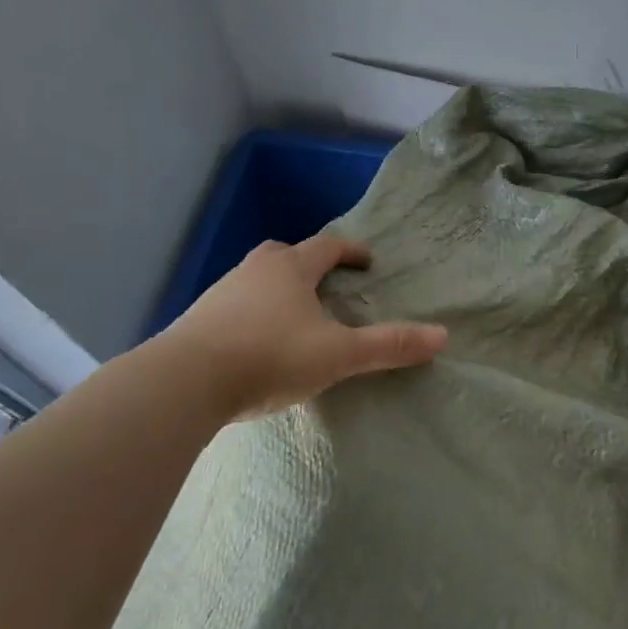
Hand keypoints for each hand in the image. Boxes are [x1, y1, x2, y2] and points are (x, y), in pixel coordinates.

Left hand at [166, 232, 447, 418]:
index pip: (327, 247)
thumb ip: (388, 346)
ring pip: (256, 281)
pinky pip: (233, 308)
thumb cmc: (270, 356)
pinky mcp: (197, 321)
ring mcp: (220, 294)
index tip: (367, 262)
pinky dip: (251, 316)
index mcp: (290, 269)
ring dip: (277, 291)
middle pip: (284, 255)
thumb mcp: (338, 354)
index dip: (350, 251)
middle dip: (307, 264)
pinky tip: (256, 344)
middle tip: (325, 285)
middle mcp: (254, 271)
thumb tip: (442, 336)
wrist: (184, 382)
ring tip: (293, 319)